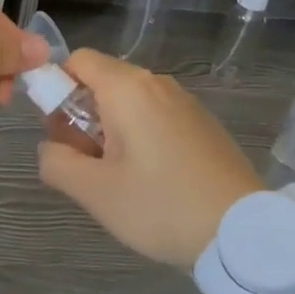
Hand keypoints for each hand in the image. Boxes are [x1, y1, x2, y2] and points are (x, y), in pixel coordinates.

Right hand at [37, 49, 261, 267]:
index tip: (60, 132)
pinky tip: (152, 180)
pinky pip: (156, 116)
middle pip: (102, 82)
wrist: (245, 232)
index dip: (58, 88)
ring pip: (130, 102)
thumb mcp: (95, 192)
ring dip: (111, 129)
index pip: (78, 61)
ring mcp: (185, 102)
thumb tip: (50, 147)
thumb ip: (56, 162)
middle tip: (86, 163)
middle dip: (82, 115)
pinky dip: (141, 136)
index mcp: (128, 88)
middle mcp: (157, 84)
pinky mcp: (203, 123)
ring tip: (118, 178)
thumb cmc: (162, 206)